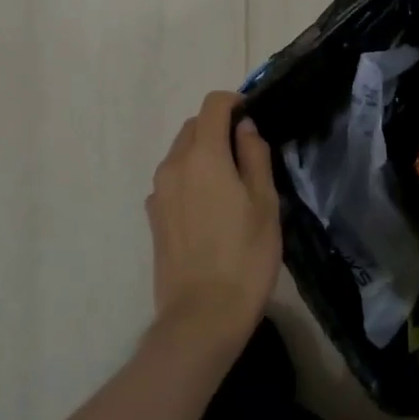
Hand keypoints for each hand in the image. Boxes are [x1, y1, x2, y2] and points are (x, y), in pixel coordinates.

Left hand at [146, 92, 281, 359]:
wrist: (203, 316)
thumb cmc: (246, 256)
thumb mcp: (265, 202)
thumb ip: (255, 156)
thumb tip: (245, 129)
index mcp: (203, 156)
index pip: (213, 105)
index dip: (235, 103)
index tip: (254, 120)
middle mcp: (173, 166)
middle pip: (193, 127)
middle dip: (219, 129)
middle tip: (249, 156)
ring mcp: (158, 192)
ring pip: (181, 154)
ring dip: (204, 154)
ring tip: (232, 185)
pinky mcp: (153, 217)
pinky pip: (173, 181)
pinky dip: (191, 179)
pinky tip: (211, 210)